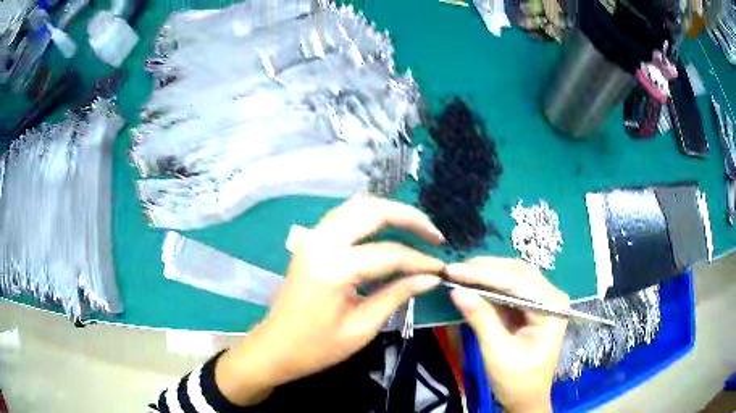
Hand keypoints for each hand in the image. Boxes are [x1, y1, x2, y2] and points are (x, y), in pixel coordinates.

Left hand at [216, 196, 444, 404]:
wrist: (275, 347)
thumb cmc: (317, 347)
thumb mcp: (362, 327)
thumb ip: (398, 295)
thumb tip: (431, 277)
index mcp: (334, 267)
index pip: (389, 253)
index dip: (420, 260)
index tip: (441, 268)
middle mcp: (321, 241)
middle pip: (373, 210)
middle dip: (409, 217)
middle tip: (434, 236)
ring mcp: (313, 237)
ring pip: (357, 205)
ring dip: (389, 212)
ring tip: (416, 229)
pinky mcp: (311, 242)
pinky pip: (345, 215)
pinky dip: (370, 216)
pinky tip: (386, 230)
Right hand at [446, 258, 568, 412]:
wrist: (526, 399)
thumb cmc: (517, 380)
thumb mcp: (497, 352)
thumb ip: (481, 319)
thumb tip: (457, 291)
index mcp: (551, 307)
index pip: (516, 281)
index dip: (483, 274)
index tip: (452, 270)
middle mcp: (551, 297)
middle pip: (517, 272)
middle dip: (485, 269)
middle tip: (454, 269)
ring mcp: (542, 301)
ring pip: (513, 276)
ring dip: (487, 274)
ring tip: (460, 272)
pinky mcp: (531, 308)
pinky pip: (510, 290)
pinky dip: (490, 287)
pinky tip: (473, 284)